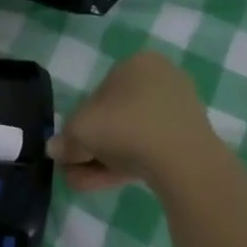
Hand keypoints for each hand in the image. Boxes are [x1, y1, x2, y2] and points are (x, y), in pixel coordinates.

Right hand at [50, 52, 218, 191]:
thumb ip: (65, 139)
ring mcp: (179, 109)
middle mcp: (160, 79)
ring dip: (104, 159)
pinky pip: (150, 147)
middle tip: (75, 168)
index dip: (79, 123)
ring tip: (84, 183)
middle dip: (91, 146)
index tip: (71, 147)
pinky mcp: (189, 138)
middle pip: (115, 117)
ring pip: (131, 135)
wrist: (183, 161)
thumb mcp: (80, 131)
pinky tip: (106, 183)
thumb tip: (56, 148)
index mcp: (137, 63)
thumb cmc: (125, 128)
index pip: (98, 93)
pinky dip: (127, 163)